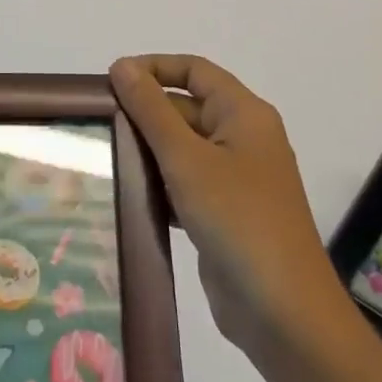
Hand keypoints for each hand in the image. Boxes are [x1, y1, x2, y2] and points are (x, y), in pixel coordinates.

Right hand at [109, 55, 347, 361]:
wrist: (285, 315)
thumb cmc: (237, 220)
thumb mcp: (187, 159)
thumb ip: (151, 110)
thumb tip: (122, 66)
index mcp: (244, 113)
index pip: (194, 70)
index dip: (154, 67)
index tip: (112, 80)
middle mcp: (243, 137)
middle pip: (187, 107)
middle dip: (145, 113)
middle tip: (96, 123)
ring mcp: (236, 178)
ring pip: (183, 148)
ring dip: (148, 151)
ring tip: (102, 156)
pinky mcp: (226, 214)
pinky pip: (187, 184)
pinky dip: (159, 184)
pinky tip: (126, 195)